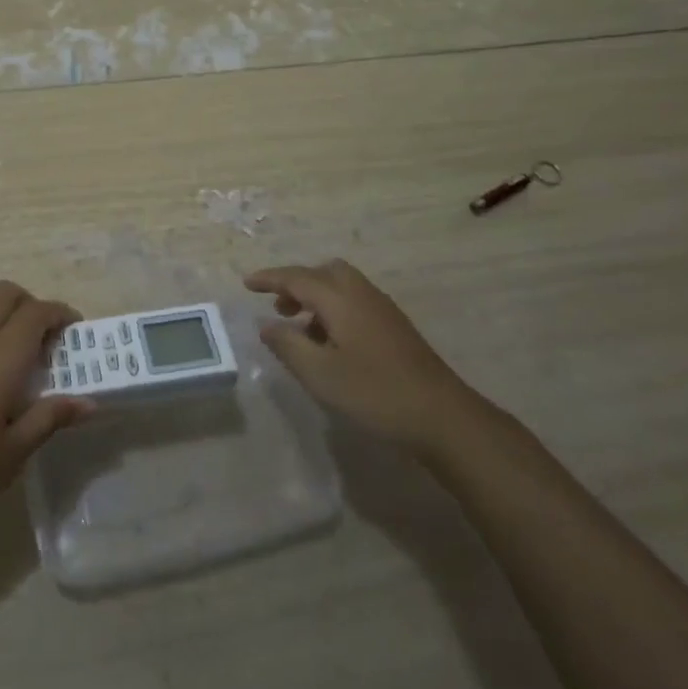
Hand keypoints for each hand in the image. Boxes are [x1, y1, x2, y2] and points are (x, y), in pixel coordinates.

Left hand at [0, 280, 91, 539]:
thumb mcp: (13, 453)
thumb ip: (50, 418)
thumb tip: (89, 402)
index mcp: (2, 356)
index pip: (38, 312)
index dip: (61, 314)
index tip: (73, 331)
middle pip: (6, 292)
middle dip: (30, 304)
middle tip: (42, 338)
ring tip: (6, 342)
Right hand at [245, 259, 470, 449]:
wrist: (442, 416)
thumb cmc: (374, 393)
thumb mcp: (319, 373)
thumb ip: (287, 345)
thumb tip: (266, 324)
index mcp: (341, 299)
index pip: (297, 278)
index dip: (269, 278)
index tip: (246, 283)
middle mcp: (362, 294)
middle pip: (325, 272)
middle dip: (297, 283)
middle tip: (278, 307)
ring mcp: (383, 310)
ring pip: (342, 286)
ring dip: (316, 297)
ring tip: (299, 328)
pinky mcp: (395, 328)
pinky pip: (355, 302)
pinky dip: (334, 309)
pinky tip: (330, 343)